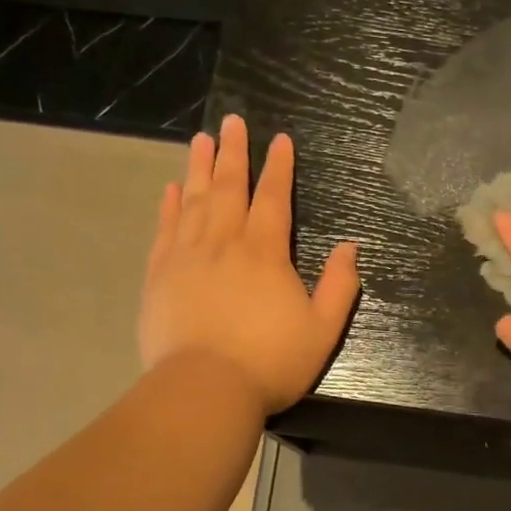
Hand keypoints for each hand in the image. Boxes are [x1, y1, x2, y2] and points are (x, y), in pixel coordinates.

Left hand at [140, 115, 359, 414]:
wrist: (204, 389)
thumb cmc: (271, 361)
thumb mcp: (322, 329)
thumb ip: (339, 286)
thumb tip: (350, 247)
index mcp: (266, 252)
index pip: (273, 198)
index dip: (278, 167)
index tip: (279, 140)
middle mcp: (225, 242)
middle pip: (228, 187)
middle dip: (233, 152)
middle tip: (231, 121)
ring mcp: (187, 256)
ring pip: (194, 200)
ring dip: (198, 167)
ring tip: (200, 139)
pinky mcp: (160, 276)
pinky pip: (165, 230)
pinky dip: (169, 206)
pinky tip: (171, 189)